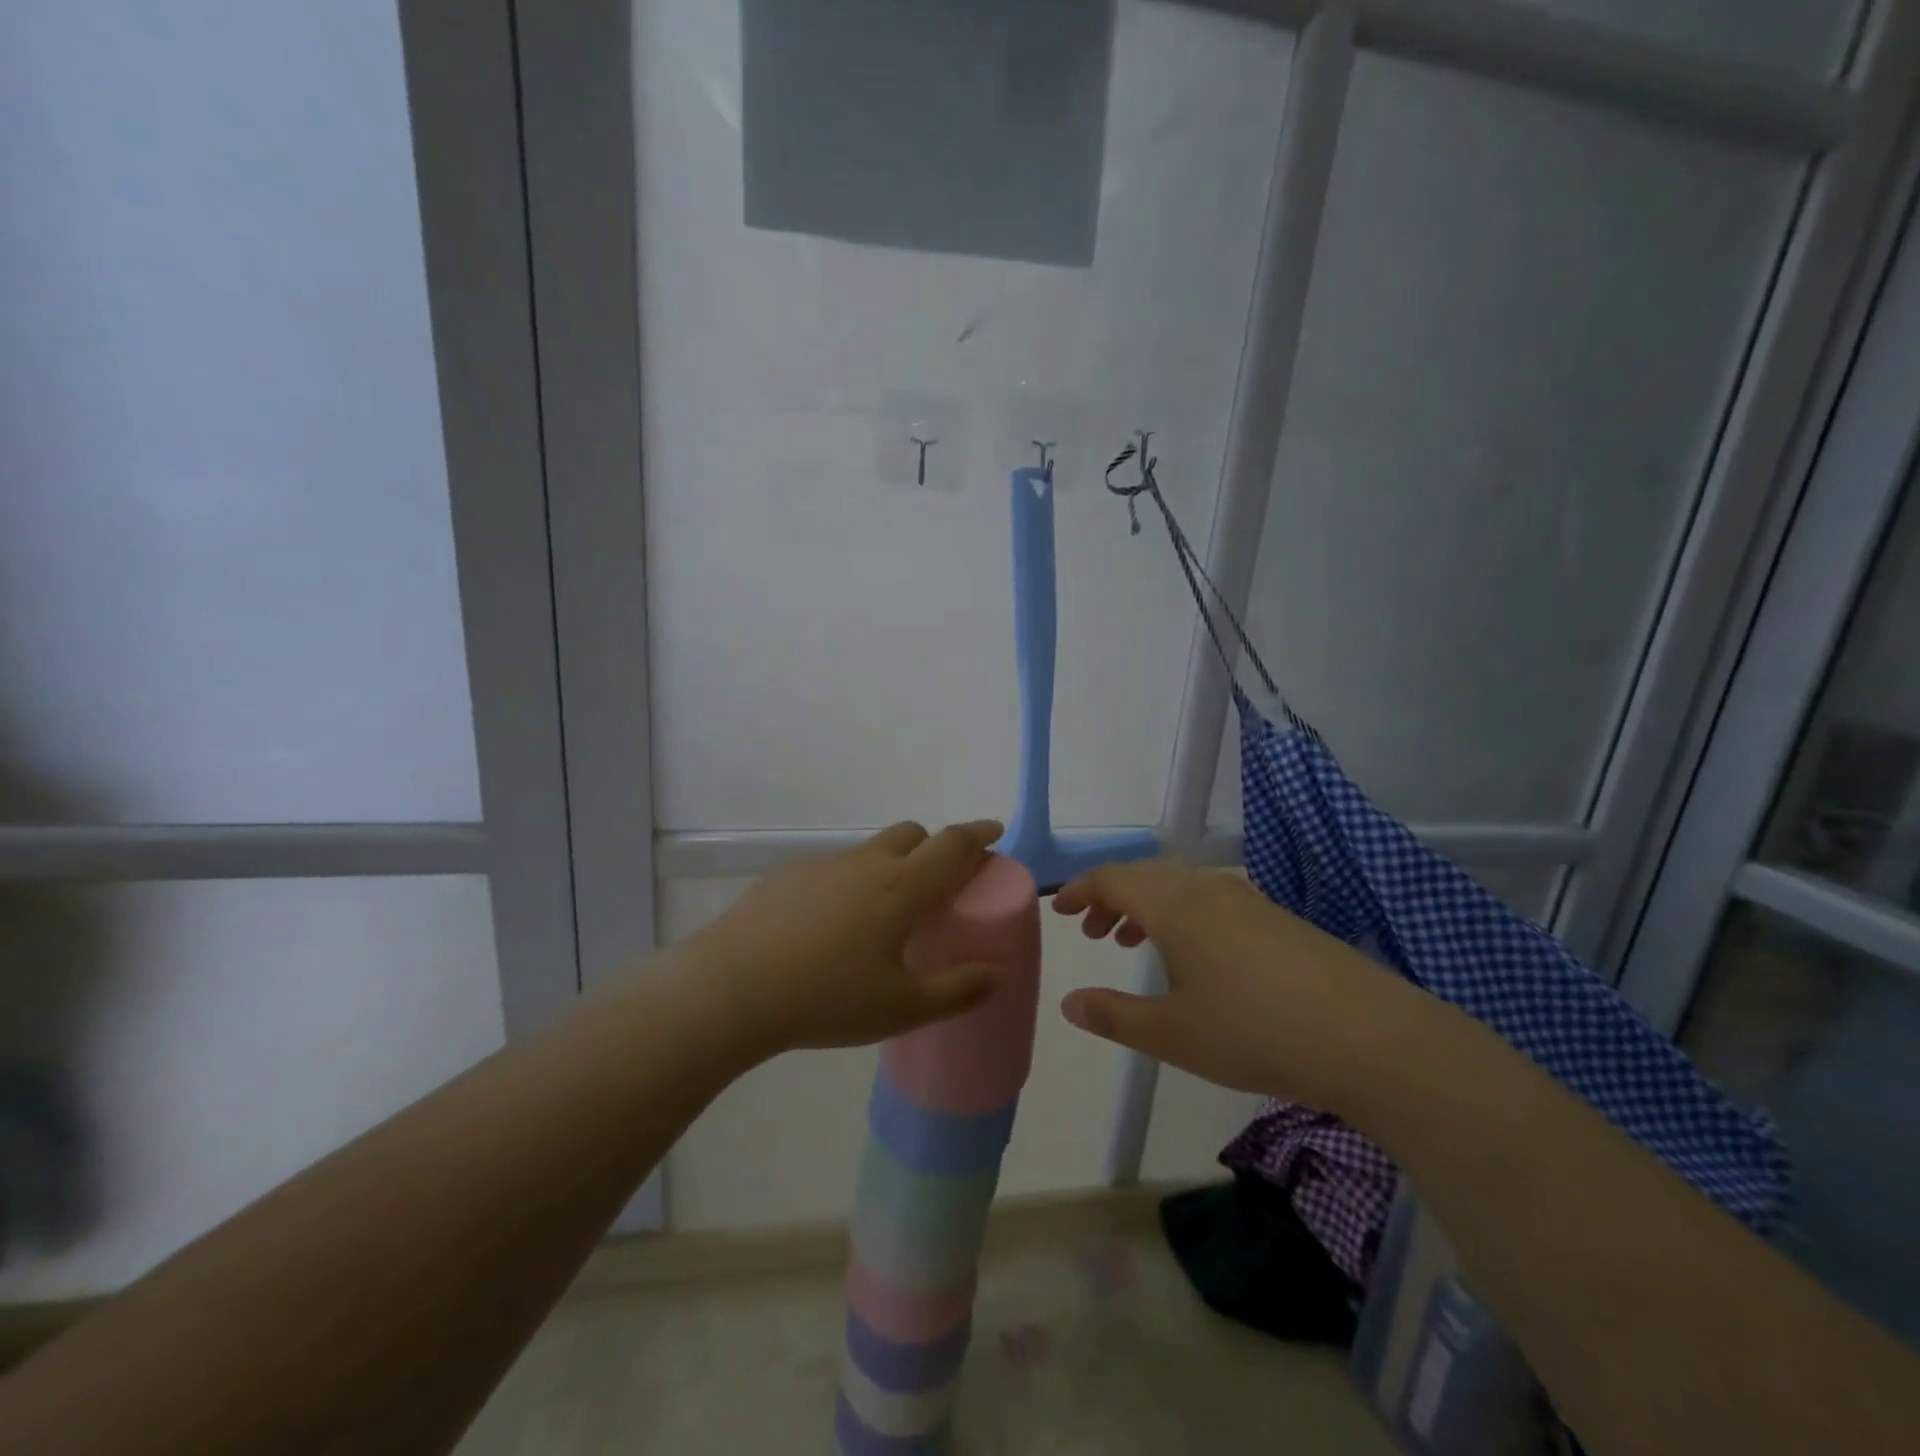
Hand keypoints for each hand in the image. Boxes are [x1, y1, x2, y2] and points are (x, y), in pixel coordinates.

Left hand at [683, 820, 1009, 1058]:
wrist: (732, 989)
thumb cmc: (827, 998)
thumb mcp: (901, 1008)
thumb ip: (957, 990)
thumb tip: (998, 973)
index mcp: (901, 887)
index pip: (952, 845)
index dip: (978, 835)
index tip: (994, 831)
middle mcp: (865, 864)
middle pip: (911, 835)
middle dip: (934, 847)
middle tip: (940, 886)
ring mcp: (823, 866)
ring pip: (870, 851)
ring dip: (891, 866)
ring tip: (883, 917)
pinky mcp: (788, 876)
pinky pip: (834, 869)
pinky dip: (850, 884)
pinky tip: (830, 929)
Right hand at [1053, 858, 1428, 1109]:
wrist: (1370, 1036)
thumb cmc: (1255, 1031)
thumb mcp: (1173, 1033)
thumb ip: (1114, 1016)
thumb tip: (1069, 1003)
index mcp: (1174, 904)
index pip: (1113, 879)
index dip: (1081, 890)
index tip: (1059, 909)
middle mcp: (1207, 889)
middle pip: (1145, 877)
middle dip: (1112, 899)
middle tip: (1094, 933)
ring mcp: (1247, 901)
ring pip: (1180, 888)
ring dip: (1148, 907)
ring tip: (1133, 943)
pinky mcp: (1277, 920)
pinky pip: (1211, 901)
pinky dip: (1182, 917)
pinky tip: (1194, 959)